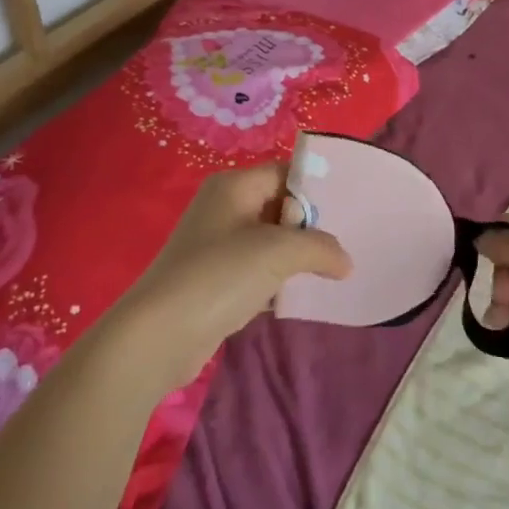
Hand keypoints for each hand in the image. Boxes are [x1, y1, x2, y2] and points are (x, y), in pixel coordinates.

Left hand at [110, 163, 350, 392]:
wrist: (159, 335)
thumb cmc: (219, 275)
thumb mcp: (278, 253)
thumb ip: (319, 248)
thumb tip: (346, 261)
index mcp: (234, 186)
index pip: (285, 173)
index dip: (316, 190)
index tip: (350, 211)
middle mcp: (224, 208)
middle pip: (279, 206)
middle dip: (310, 227)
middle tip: (344, 244)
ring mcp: (217, 245)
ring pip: (270, 242)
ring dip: (296, 257)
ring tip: (332, 271)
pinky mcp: (215, 281)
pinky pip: (257, 271)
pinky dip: (277, 281)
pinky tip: (300, 296)